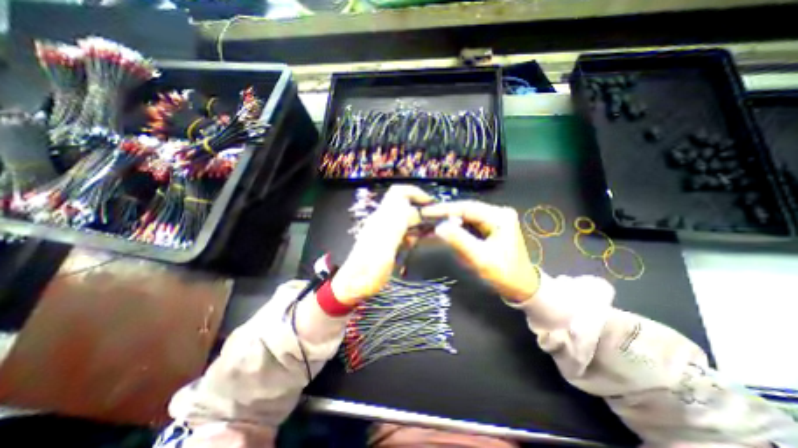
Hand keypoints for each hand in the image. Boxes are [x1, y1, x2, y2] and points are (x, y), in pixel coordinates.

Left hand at [331, 184, 432, 306]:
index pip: (399, 193)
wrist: (353, 286)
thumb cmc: (368, 271)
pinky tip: (420, 242)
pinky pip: (404, 231)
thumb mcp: (384, 248)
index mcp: (382, 218)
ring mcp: (385, 231)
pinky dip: (415, 233)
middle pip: (404, 203)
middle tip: (436, 220)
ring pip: (406, 217)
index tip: (432, 204)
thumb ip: (396, 226)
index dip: (416, 193)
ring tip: (433, 231)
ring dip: (419, 221)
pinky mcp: (386, 242)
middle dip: (421, 208)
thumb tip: (412, 208)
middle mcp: (383, 220)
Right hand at [419, 201, 538, 302]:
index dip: (444, 209)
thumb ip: (459, 240)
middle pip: (466, 210)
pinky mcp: (490, 228)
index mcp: (499, 216)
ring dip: (449, 221)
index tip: (425, 212)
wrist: (521, 287)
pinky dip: (456, 228)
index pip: (466, 207)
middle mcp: (497, 213)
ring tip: (431, 222)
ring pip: (466, 217)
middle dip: (445, 214)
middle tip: (425, 217)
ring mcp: (494, 220)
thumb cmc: (504, 274)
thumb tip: (439, 226)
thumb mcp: (480, 258)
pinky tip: (445, 230)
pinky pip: (469, 224)